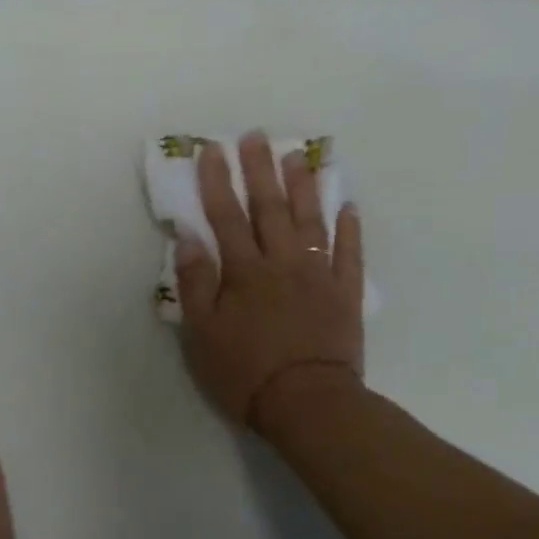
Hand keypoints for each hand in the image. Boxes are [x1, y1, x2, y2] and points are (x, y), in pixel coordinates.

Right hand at [174, 131, 365, 429]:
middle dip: (259, 169)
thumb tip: (188, 239)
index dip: (216, 182)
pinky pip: (350, 253)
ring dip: (304, 186)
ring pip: (311, 221)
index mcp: (244, 272)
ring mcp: (319, 275)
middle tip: (256, 136)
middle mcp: (282, 263)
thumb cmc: (245, 371)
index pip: (226, 217)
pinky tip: (348, 205)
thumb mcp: (202, 334)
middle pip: (269, 208)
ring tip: (298, 156)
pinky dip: (349, 228)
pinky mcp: (346, 294)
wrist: (308, 402)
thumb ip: (196, 284)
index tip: (211, 149)